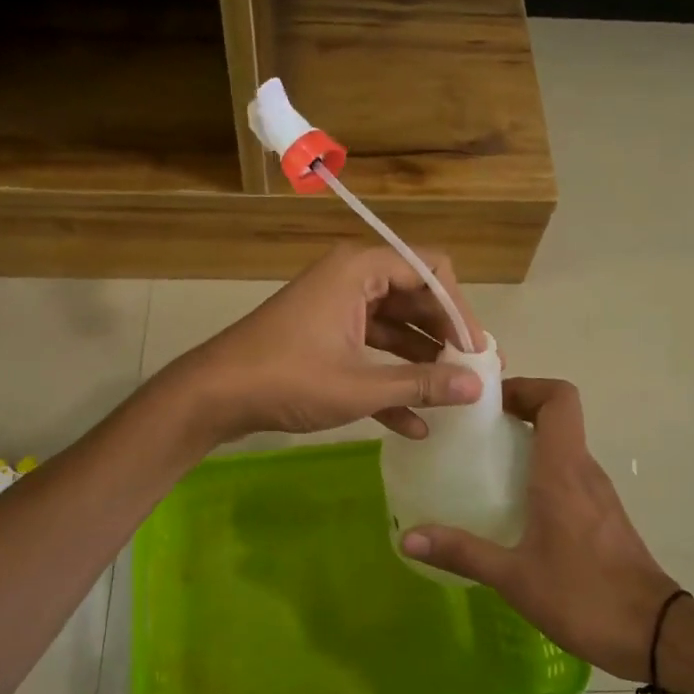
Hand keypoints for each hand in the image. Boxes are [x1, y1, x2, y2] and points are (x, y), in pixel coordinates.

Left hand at [168, 243, 487, 444]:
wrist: (214, 395)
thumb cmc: (287, 379)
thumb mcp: (359, 386)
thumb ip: (421, 384)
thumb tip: (477, 387)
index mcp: (360, 270)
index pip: (430, 270)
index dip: (460, 309)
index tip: (479, 351)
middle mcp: (352, 279)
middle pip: (416, 298)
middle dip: (446, 337)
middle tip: (475, 374)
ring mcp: (337, 308)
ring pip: (395, 327)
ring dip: (423, 361)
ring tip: (455, 397)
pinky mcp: (326, 336)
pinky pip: (370, 350)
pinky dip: (391, 379)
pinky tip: (415, 423)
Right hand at [401, 378, 686, 681]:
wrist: (655, 635)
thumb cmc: (584, 596)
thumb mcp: (514, 578)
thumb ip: (462, 552)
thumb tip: (408, 539)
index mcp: (564, 471)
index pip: (558, 398)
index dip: (526, 387)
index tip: (488, 404)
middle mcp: (584, 471)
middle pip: (557, 416)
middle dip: (516, 412)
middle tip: (473, 432)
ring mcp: (598, 493)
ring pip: (563, 445)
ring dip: (527, 443)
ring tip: (484, 465)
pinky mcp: (603, 515)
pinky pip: (569, 473)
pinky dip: (540, 470)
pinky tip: (513, 506)